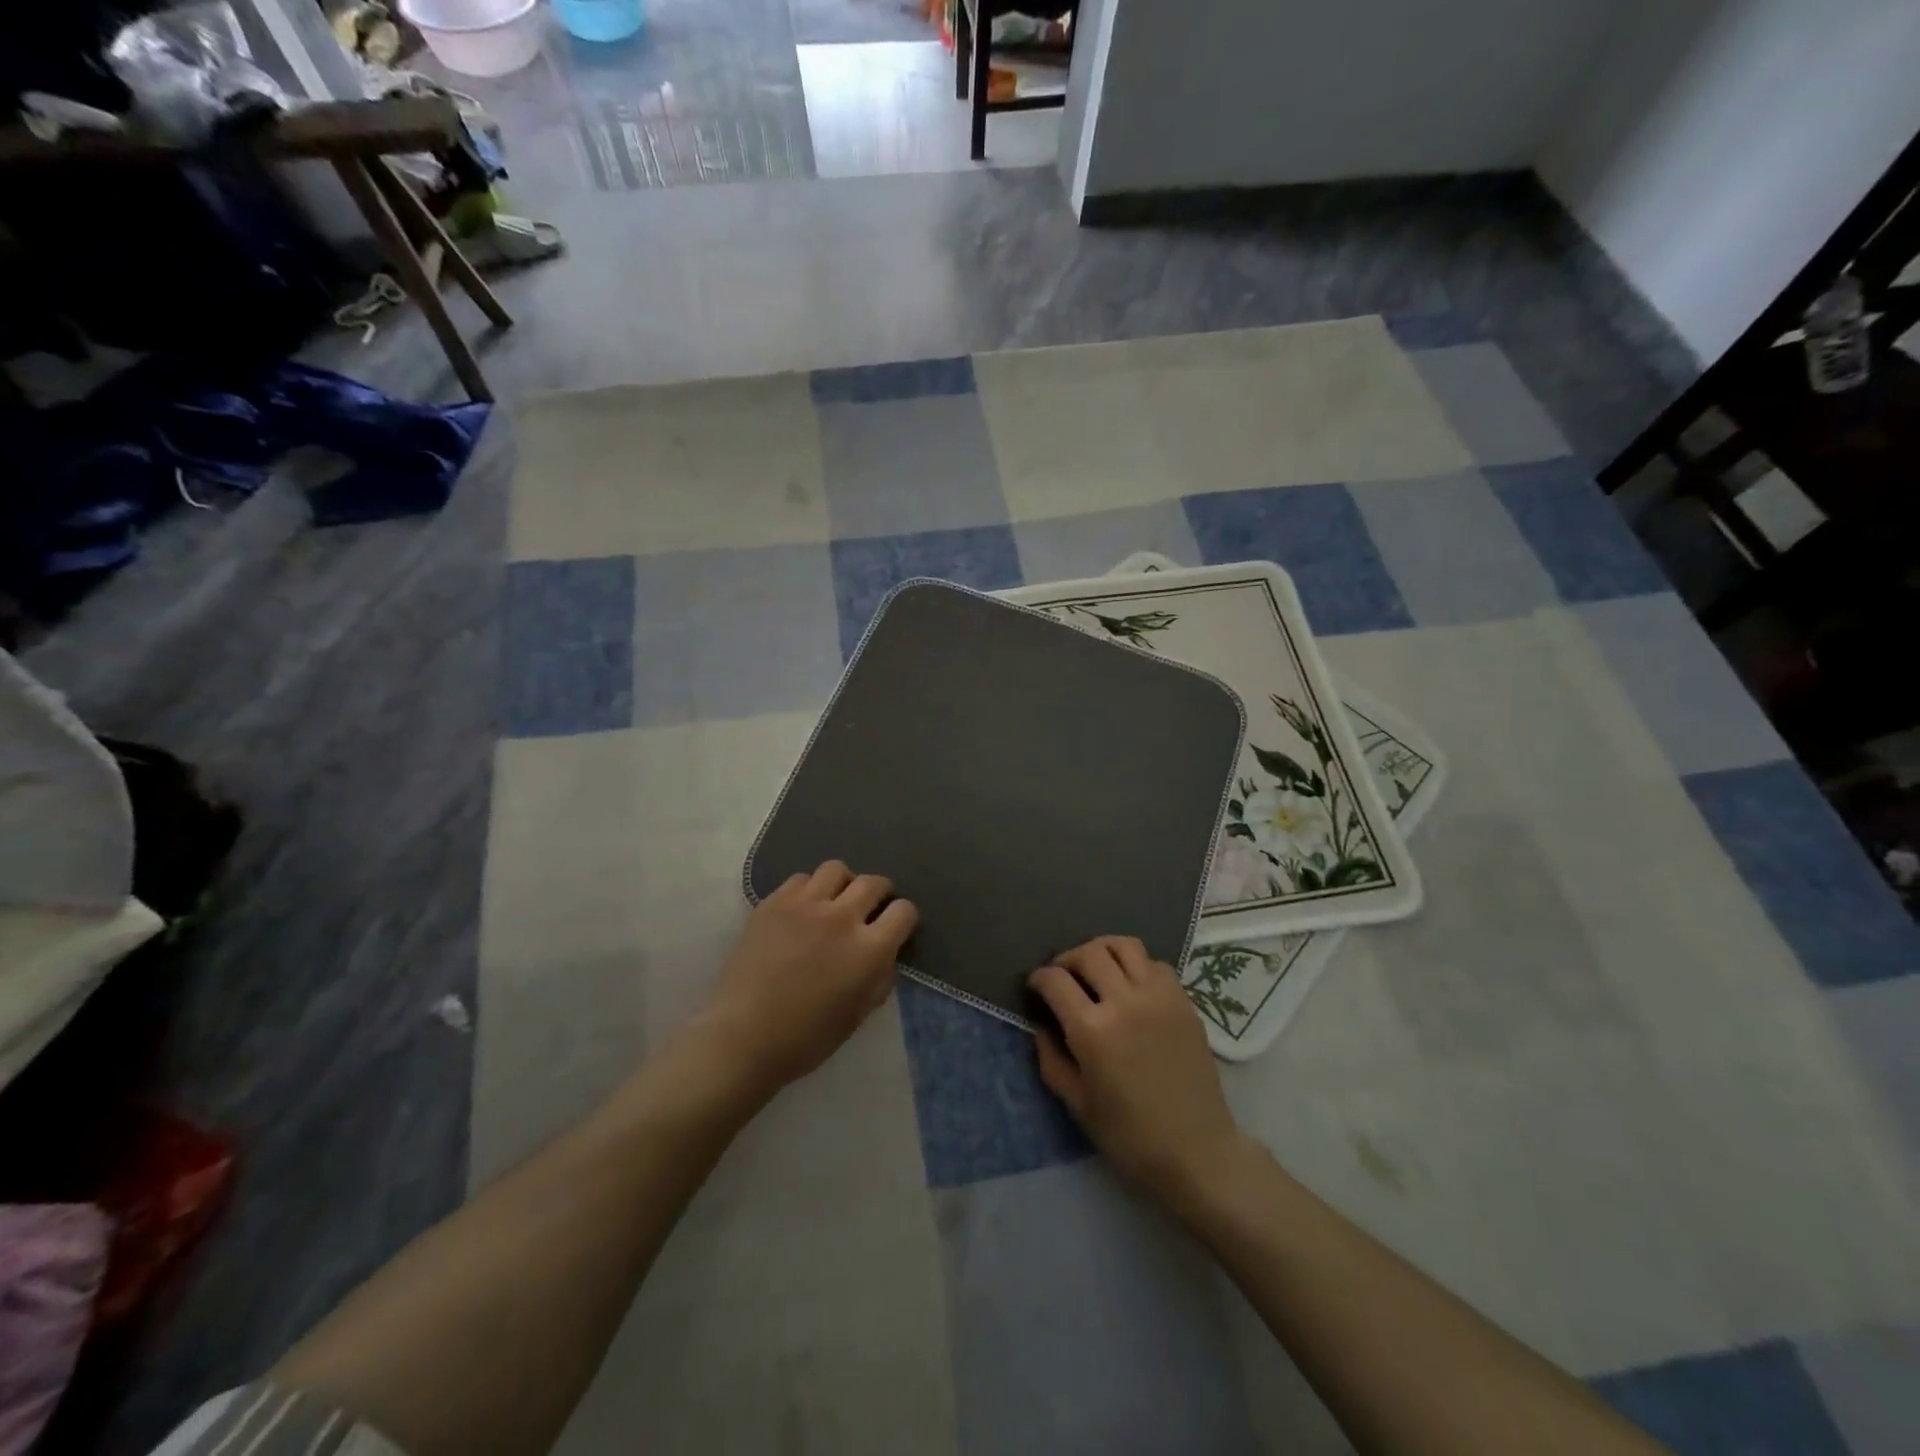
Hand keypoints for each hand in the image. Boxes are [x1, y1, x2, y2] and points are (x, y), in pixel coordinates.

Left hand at [696, 861, 916, 1098]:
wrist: (742, 1036)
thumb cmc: (806, 1038)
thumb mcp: (858, 1015)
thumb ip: (880, 978)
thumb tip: (885, 954)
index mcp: (869, 950)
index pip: (904, 911)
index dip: (903, 918)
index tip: (894, 928)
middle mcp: (842, 917)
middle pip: (873, 882)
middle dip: (879, 894)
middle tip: (868, 910)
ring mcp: (805, 905)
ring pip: (837, 869)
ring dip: (843, 884)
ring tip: (834, 902)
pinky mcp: (773, 902)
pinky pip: (801, 879)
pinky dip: (808, 890)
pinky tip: (801, 910)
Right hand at [1030, 936, 1245, 1202]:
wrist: (1197, 1151)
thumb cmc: (1130, 1136)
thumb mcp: (1077, 1105)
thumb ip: (1051, 1060)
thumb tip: (1041, 1027)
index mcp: (1092, 1030)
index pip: (1055, 980)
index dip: (1039, 978)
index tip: (1036, 987)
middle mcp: (1124, 1002)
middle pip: (1089, 953)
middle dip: (1067, 959)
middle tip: (1063, 977)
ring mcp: (1159, 997)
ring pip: (1125, 945)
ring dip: (1103, 951)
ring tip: (1097, 970)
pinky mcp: (1183, 1001)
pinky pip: (1155, 964)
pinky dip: (1136, 965)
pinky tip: (1131, 987)